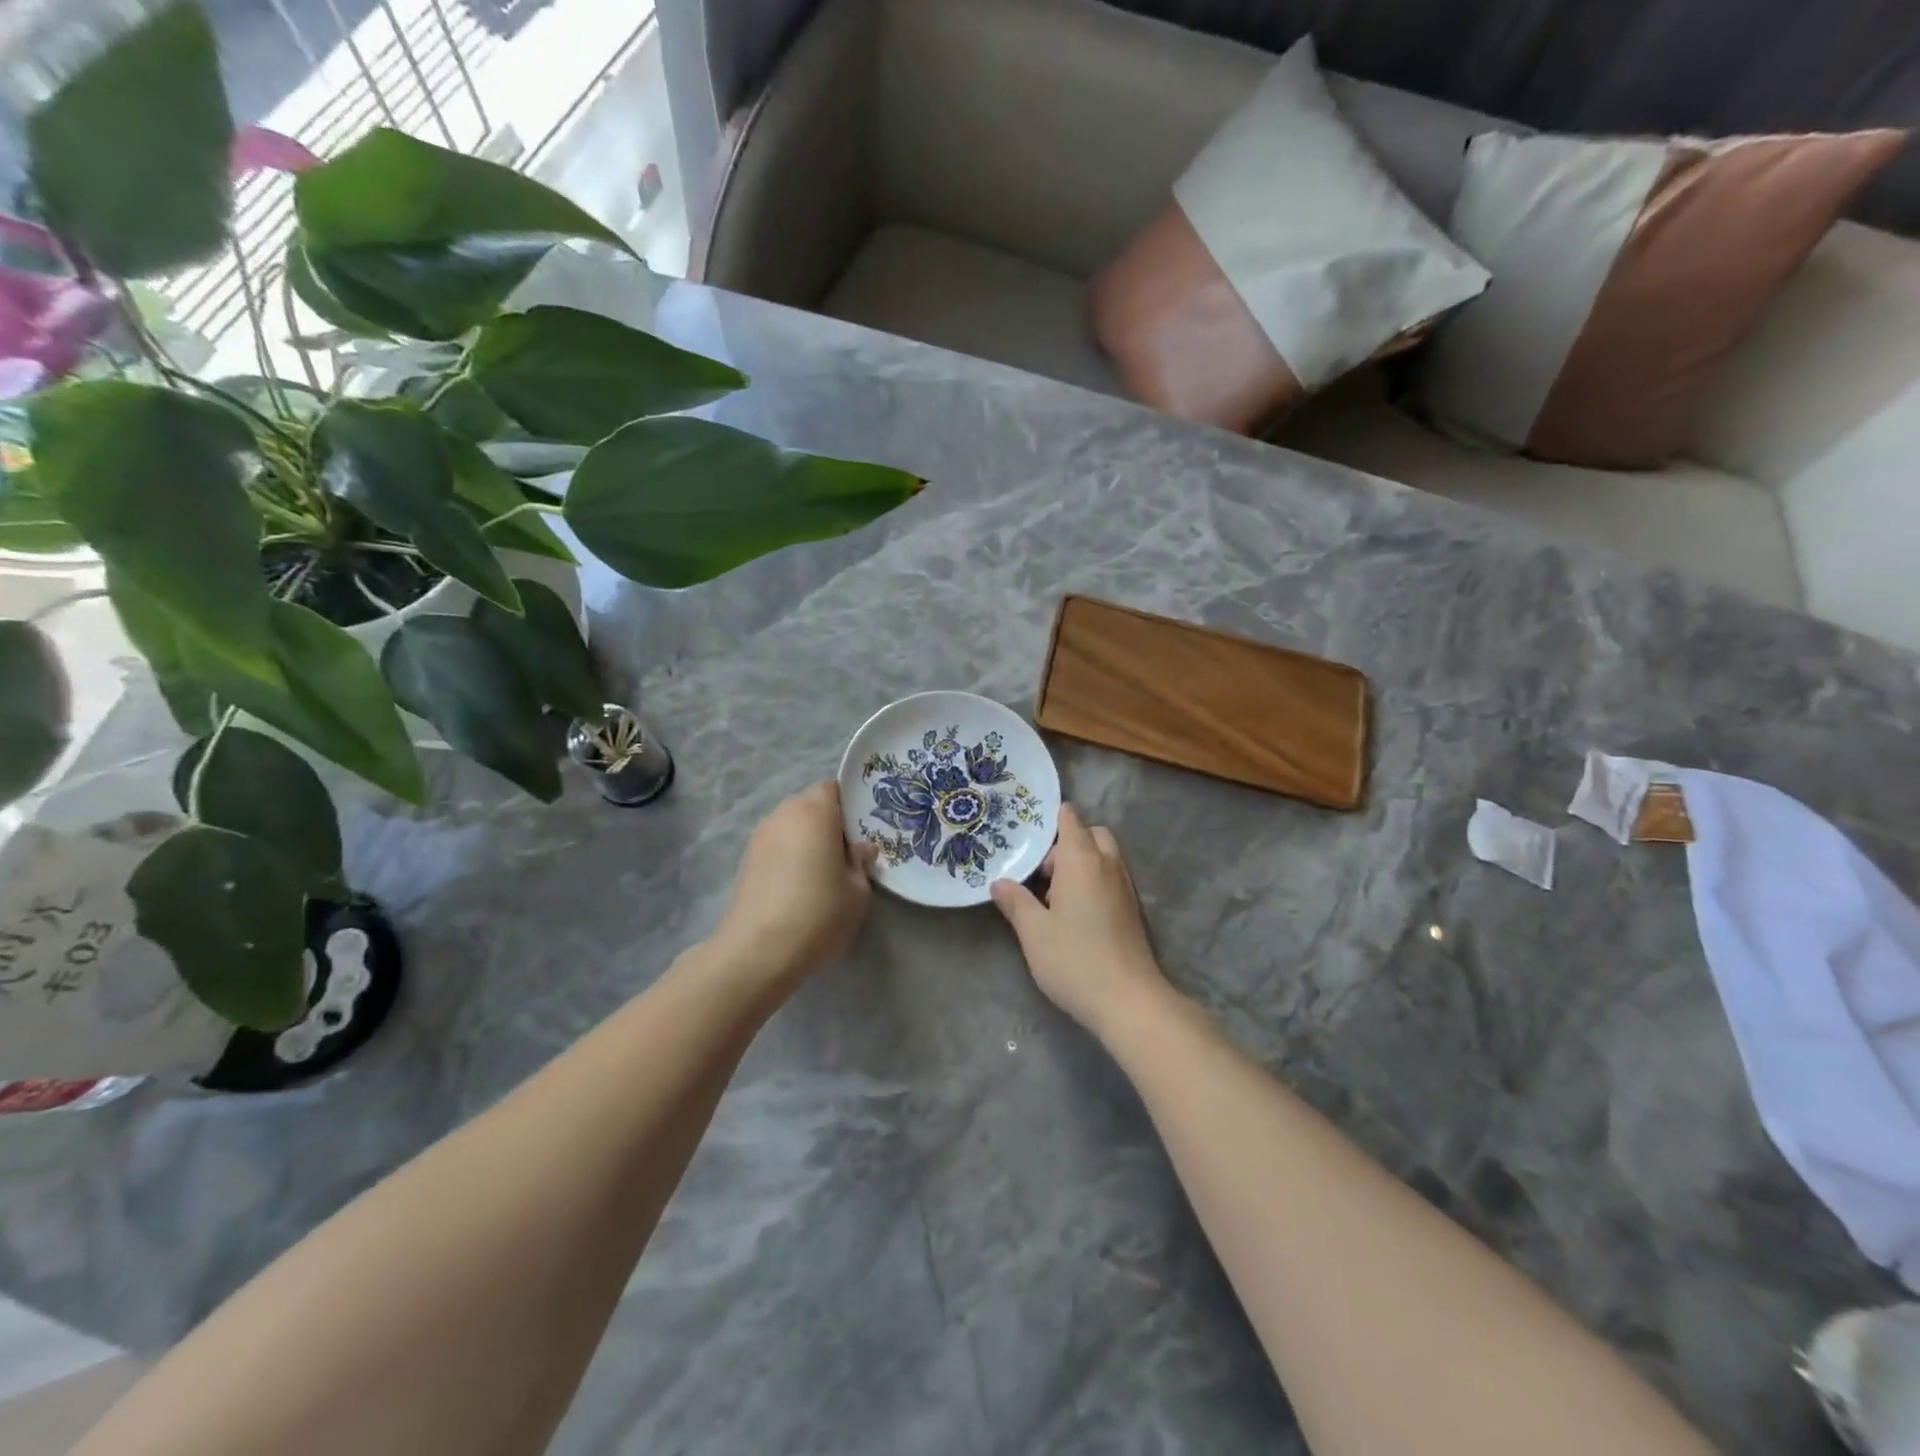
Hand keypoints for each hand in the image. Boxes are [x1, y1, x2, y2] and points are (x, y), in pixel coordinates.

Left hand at [712, 782, 877, 986]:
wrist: (758, 952)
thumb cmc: (819, 913)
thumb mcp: (857, 891)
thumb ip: (860, 863)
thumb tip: (860, 849)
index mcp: (814, 811)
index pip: (834, 789)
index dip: (850, 805)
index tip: (862, 831)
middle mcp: (783, 814)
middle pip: (811, 806)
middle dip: (829, 823)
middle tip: (848, 854)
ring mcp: (759, 837)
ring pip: (792, 827)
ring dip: (808, 841)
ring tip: (823, 873)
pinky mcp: (746, 861)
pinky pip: (777, 847)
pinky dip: (790, 857)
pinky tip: (800, 886)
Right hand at [989, 805, 1168, 1037]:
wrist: (1129, 1001)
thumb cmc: (1075, 960)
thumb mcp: (1034, 933)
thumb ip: (1016, 902)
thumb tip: (999, 883)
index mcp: (1082, 861)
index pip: (1071, 820)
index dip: (1051, 818)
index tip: (1027, 831)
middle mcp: (1108, 866)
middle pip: (1091, 835)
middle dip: (1066, 844)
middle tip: (1041, 874)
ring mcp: (1125, 887)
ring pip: (1103, 857)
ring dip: (1080, 865)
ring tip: (1053, 898)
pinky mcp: (1132, 909)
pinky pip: (1110, 878)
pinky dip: (1093, 882)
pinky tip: (1073, 914)